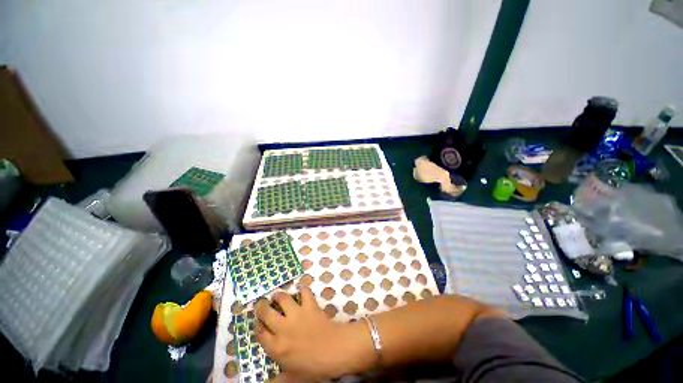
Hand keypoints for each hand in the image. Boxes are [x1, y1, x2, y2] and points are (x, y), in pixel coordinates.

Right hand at [255, 286, 369, 380]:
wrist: (334, 351)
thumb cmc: (313, 367)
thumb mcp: (293, 377)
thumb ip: (278, 379)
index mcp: (277, 347)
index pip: (260, 334)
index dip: (258, 326)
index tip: (258, 323)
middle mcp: (283, 328)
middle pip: (266, 313)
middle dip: (261, 307)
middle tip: (262, 304)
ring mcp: (297, 314)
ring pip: (283, 299)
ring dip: (279, 296)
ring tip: (277, 296)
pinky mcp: (309, 305)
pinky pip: (304, 292)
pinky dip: (303, 289)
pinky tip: (301, 289)